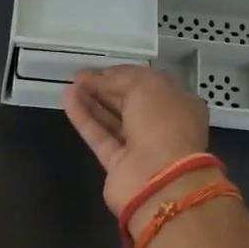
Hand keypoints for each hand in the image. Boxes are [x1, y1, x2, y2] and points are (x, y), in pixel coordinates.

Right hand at [63, 66, 210, 220]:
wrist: (160, 178)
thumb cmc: (163, 123)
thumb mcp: (145, 86)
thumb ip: (119, 77)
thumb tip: (96, 77)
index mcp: (179, 104)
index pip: (149, 85)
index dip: (124, 75)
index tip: (99, 69)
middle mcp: (162, 126)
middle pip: (129, 103)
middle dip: (105, 88)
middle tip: (79, 76)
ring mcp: (140, 148)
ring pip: (112, 120)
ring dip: (92, 101)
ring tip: (71, 85)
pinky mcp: (118, 164)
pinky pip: (99, 136)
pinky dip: (84, 118)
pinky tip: (69, 99)